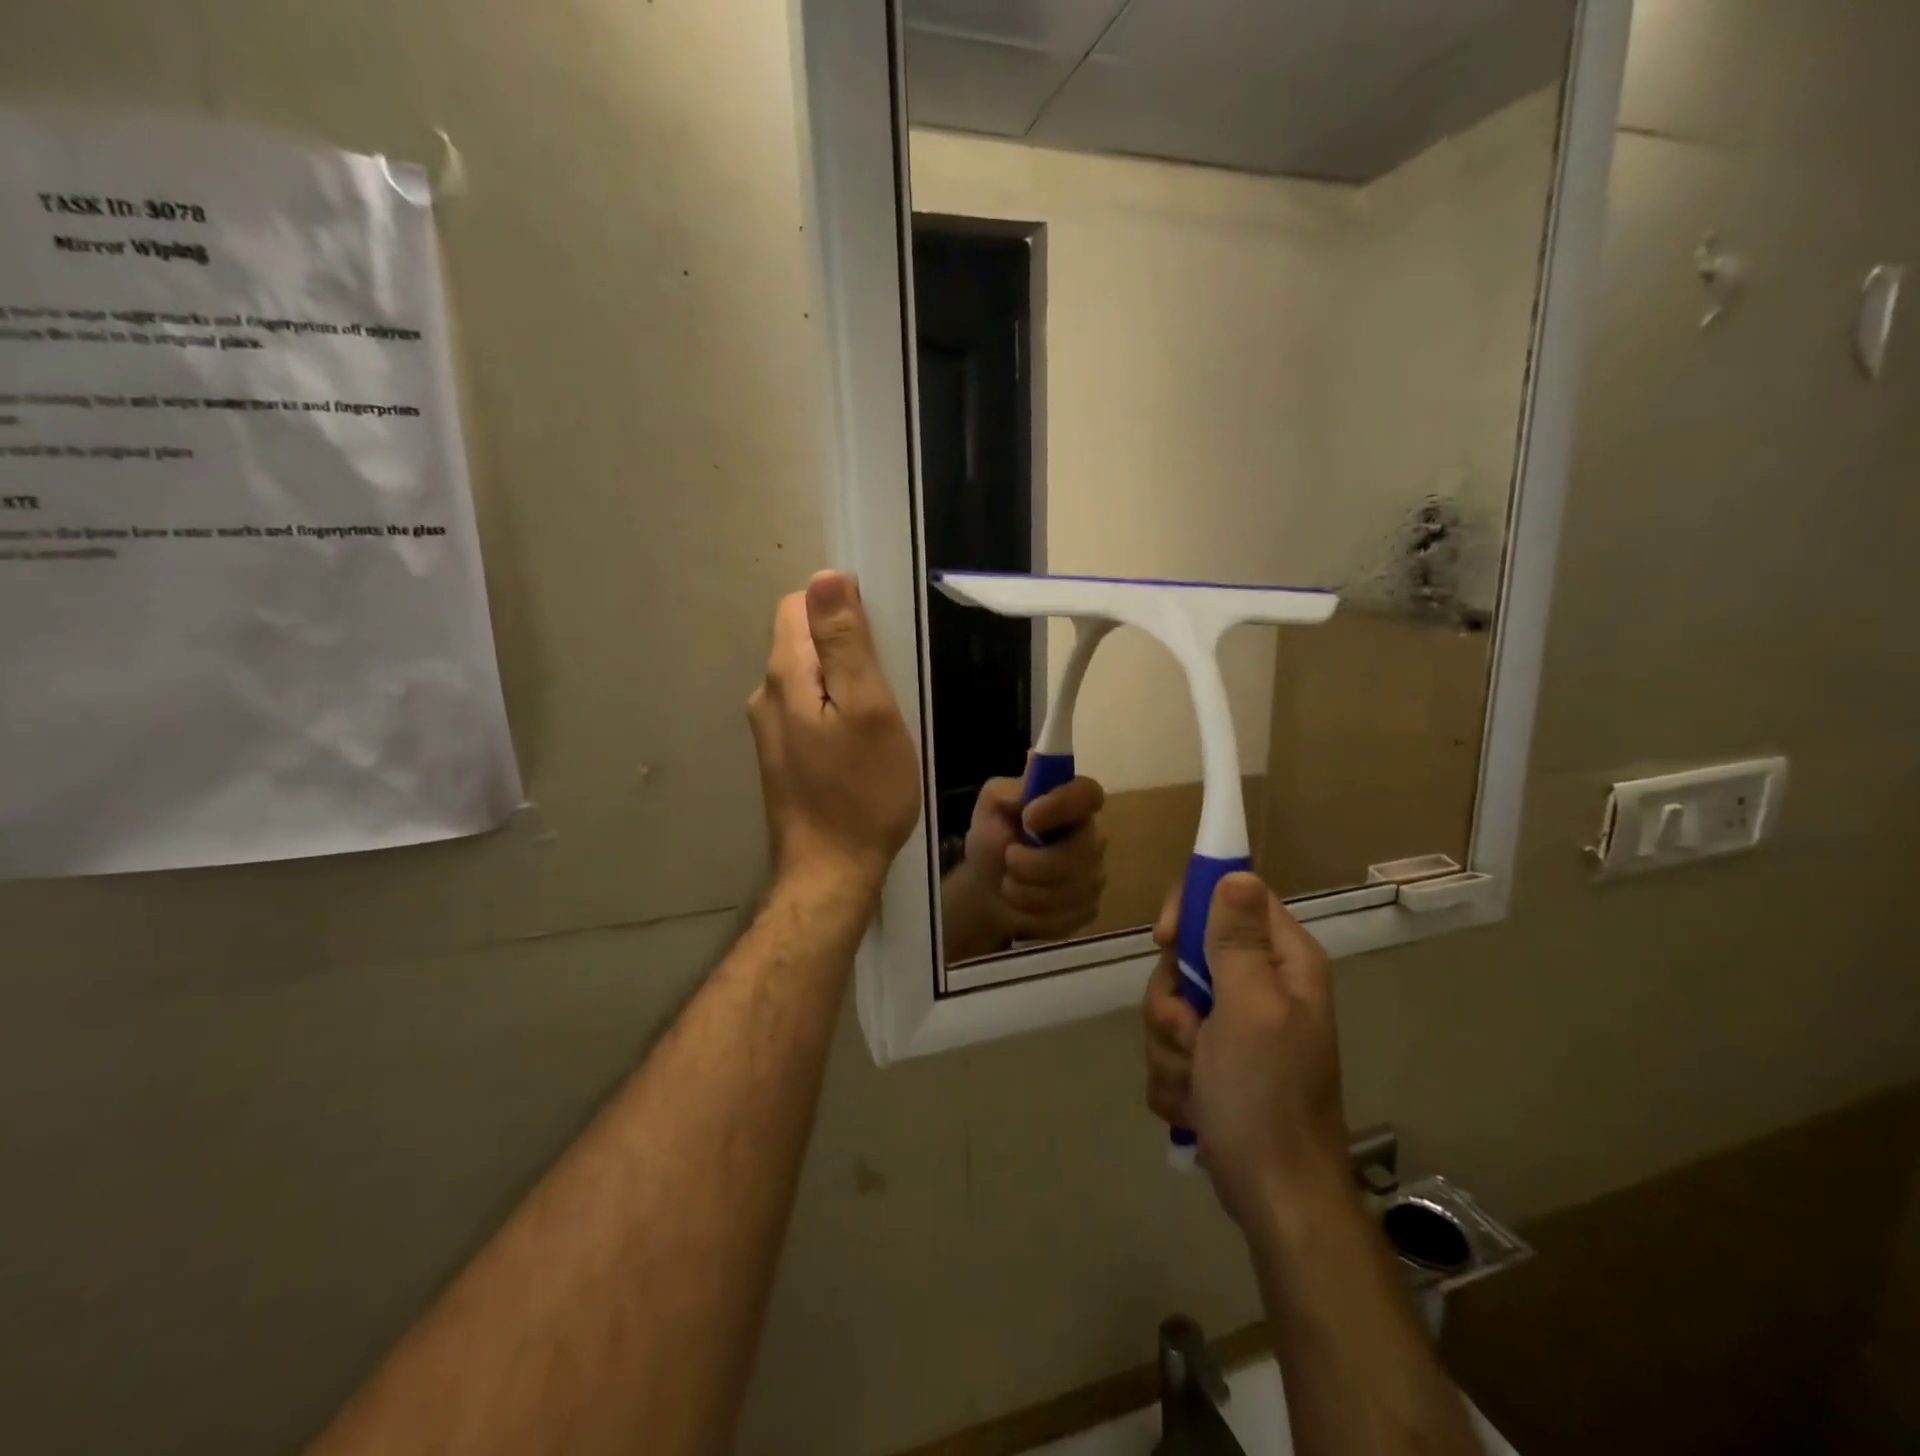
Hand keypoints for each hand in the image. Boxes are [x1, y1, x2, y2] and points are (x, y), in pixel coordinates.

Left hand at [747, 571, 921, 898]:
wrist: (830, 872)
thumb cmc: (862, 791)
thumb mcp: (868, 709)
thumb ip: (845, 642)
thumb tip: (825, 577)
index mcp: (785, 675)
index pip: (799, 605)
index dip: (840, 609)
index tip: (879, 643)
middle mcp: (766, 695)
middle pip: (802, 641)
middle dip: (844, 648)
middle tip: (888, 688)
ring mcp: (769, 730)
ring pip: (807, 678)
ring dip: (842, 684)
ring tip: (879, 720)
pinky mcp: (781, 756)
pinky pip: (807, 710)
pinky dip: (834, 712)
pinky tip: (860, 745)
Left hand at [943, 771, 1105, 957]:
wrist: (987, 890)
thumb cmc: (992, 840)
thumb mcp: (990, 807)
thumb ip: (1007, 791)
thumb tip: (1028, 786)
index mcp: (1070, 804)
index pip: (1089, 793)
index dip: (1063, 805)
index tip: (1030, 817)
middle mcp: (1091, 837)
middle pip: (1082, 851)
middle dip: (1035, 863)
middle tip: (1008, 861)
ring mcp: (1095, 875)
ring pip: (1071, 889)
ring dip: (1027, 891)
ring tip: (1008, 885)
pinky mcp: (1089, 908)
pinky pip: (1067, 916)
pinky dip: (1034, 914)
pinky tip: (1023, 906)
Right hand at [1141, 872, 1347, 1226]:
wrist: (1274, 1199)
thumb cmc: (1265, 1097)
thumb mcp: (1250, 1009)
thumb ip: (1237, 940)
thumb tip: (1236, 871)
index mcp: (1282, 962)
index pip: (1228, 896)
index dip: (1189, 910)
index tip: (1164, 941)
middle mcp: (1260, 984)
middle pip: (1187, 954)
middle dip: (1172, 999)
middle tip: (1189, 1031)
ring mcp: (1234, 1025)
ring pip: (1169, 1001)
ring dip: (1170, 1044)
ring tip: (1196, 1080)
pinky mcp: (1213, 1060)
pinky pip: (1169, 1044)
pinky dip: (1173, 1074)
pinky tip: (1194, 1104)